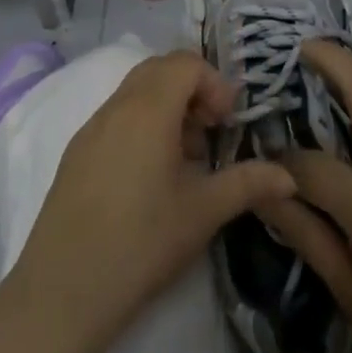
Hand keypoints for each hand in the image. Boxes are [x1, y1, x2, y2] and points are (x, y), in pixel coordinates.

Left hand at [8, 50, 295, 352]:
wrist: (63, 289)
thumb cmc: (141, 242)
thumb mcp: (202, 212)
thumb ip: (247, 184)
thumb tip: (288, 177)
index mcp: (149, 107)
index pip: (186, 63)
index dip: (214, 83)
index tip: (228, 122)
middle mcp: (118, 104)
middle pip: (160, 69)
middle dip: (192, 90)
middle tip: (211, 132)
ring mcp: (92, 125)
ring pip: (136, 90)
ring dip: (167, 107)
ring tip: (185, 158)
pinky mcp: (77, 149)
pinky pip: (117, 114)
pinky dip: (142, 123)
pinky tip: (150, 175)